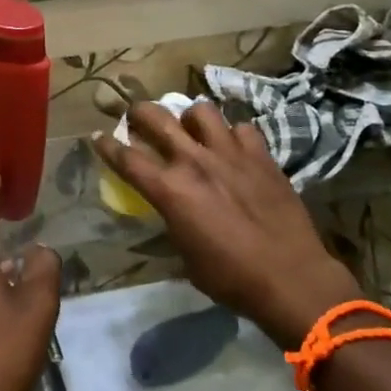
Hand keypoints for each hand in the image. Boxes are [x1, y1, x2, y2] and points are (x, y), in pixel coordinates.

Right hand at [93, 103, 360, 345]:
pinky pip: (242, 128)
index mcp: (170, 190)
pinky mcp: (261, 155)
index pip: (126, 157)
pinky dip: (233, 135)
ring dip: (190, 118)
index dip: (107, 145)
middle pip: (156, 117)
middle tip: (138, 119)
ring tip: (193, 131)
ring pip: (201, 110)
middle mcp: (195, 162)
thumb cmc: (231, 278)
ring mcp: (230, 153)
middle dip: (139, 113)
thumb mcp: (186, 256)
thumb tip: (170, 210)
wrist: (292, 279)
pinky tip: (234, 149)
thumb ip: (172, 221)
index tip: (98, 136)